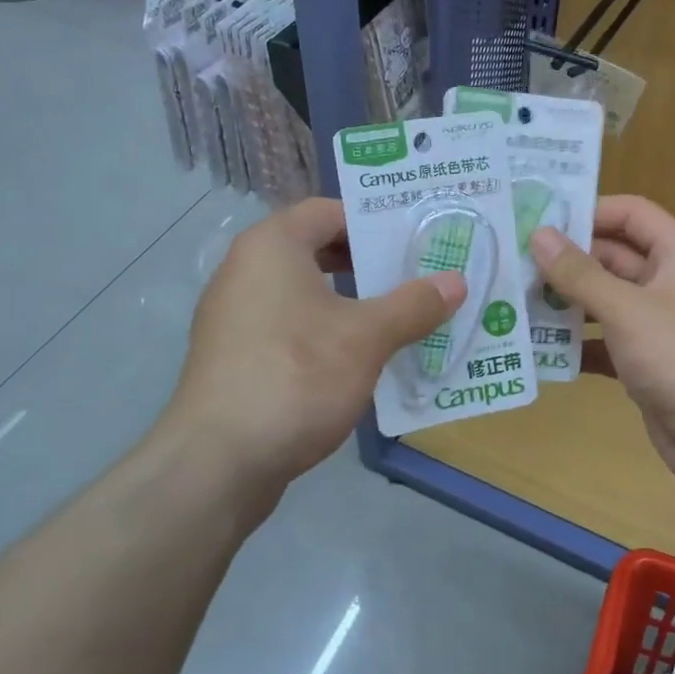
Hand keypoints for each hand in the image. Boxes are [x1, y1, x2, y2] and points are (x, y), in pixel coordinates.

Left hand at [160, 198, 463, 494]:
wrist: (218, 461)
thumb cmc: (296, 377)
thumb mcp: (366, 338)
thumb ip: (414, 305)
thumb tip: (456, 282)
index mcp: (271, 247)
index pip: (327, 211)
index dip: (373, 221)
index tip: (415, 240)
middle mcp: (245, 272)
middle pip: (316, 251)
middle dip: (368, 265)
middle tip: (416, 278)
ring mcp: (235, 318)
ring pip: (305, 294)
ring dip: (351, 303)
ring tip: (399, 319)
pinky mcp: (236, 358)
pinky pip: (290, 329)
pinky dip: (326, 334)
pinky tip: (360, 361)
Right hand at [530, 196, 674, 491]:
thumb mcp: (626, 310)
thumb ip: (580, 273)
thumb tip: (539, 234)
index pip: (630, 213)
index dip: (588, 211)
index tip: (539, 220)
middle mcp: (669, 282)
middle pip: (612, 257)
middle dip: (566, 261)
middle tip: (514, 264)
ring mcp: (657, 324)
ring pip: (604, 300)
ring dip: (565, 303)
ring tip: (515, 302)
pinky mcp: (645, 360)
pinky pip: (604, 340)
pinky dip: (577, 343)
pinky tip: (539, 348)